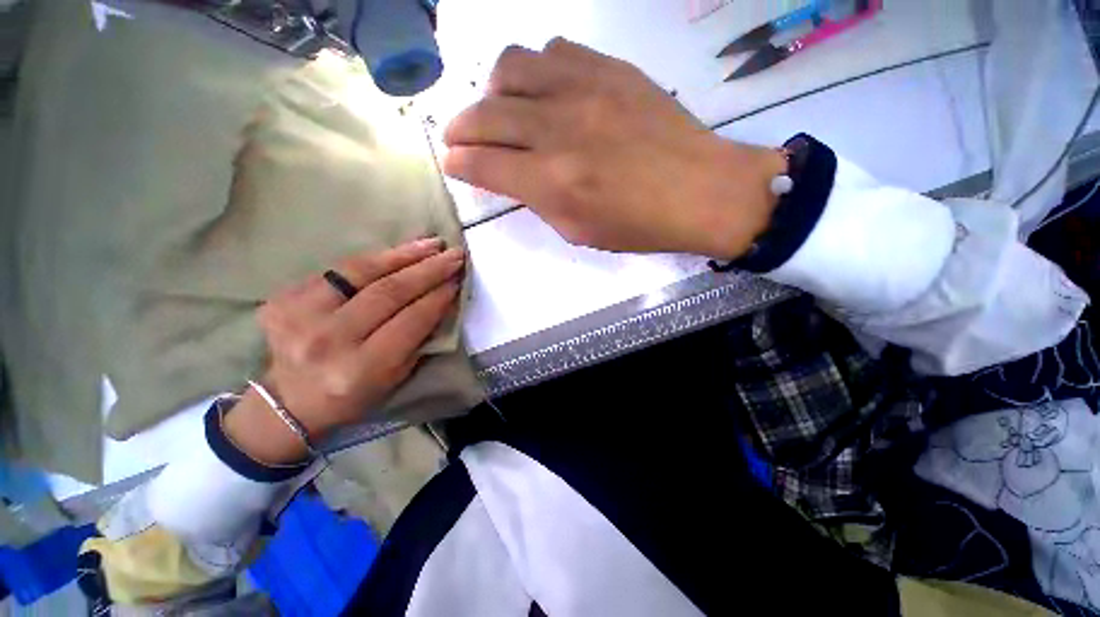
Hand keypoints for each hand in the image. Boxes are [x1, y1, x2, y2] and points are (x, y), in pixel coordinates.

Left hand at [223, 238, 464, 463]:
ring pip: (362, 271)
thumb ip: (419, 338)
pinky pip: (339, 269)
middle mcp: (328, 340)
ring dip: (404, 254)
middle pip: (388, 292)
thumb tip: (442, 298)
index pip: (410, 320)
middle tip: (454, 254)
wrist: (290, 400)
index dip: (438, 296)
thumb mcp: (396, 377)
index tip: (458, 279)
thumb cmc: (354, 394)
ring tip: (432, 244)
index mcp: (360, 368)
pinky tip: (399, 251)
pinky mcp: (283, 298)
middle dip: (429, 270)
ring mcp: (299, 315)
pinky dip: (375, 257)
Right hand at [443, 39, 786, 258]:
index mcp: (552, 181)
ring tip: (499, 109)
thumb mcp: (577, 229)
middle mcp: (559, 129)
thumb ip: (536, 199)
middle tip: (458, 138)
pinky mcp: (609, 68)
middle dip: (460, 128)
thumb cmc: (637, 224)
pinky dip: (536, 70)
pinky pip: (553, 50)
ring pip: (510, 67)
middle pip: (485, 113)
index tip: (452, 163)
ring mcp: (584, 89)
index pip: (483, 164)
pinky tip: (544, 90)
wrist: (699, 190)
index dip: (458, 164)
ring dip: (492, 91)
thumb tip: (508, 175)